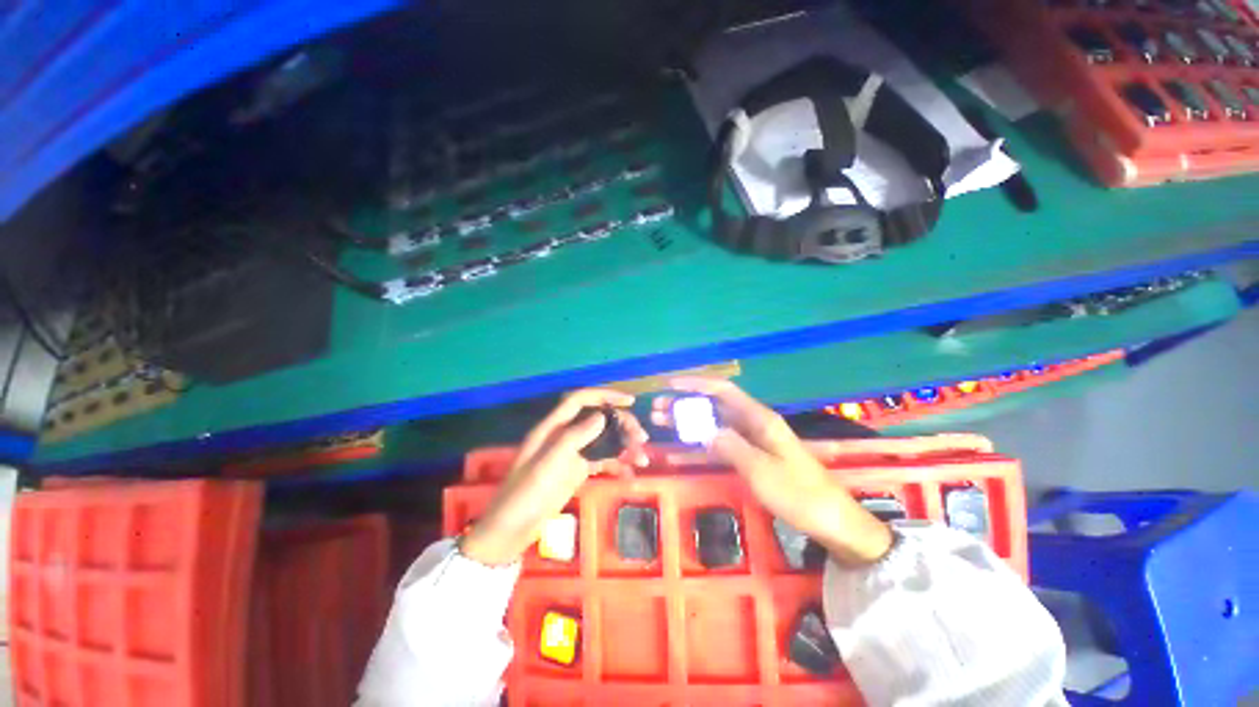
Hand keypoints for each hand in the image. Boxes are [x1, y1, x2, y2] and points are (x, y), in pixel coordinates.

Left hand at [460, 389, 648, 565]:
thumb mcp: (547, 466)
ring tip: (643, 458)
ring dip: (623, 445)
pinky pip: (601, 462)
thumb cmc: (523, 496)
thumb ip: (573, 438)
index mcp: (551, 429)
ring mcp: (571, 455)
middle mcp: (563, 437)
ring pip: (602, 441)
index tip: (629, 401)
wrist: (509, 533)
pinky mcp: (576, 472)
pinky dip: (617, 465)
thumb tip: (602, 416)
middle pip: (596, 420)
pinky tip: (631, 473)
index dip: (604, 396)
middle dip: (621, 424)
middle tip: (641, 438)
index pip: (579, 401)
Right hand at [653, 377, 892, 565]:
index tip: (670, 384)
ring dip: (688, 421)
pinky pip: (720, 443)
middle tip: (656, 410)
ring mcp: (752, 441)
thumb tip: (702, 428)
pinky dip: (700, 441)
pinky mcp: (751, 457)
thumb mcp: (762, 470)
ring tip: (661, 422)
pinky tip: (683, 445)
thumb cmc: (799, 494)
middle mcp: (754, 424)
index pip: (723, 390)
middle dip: (684, 404)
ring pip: (714, 423)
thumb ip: (731, 446)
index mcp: (759, 419)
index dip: (696, 383)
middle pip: (713, 406)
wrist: (832, 522)